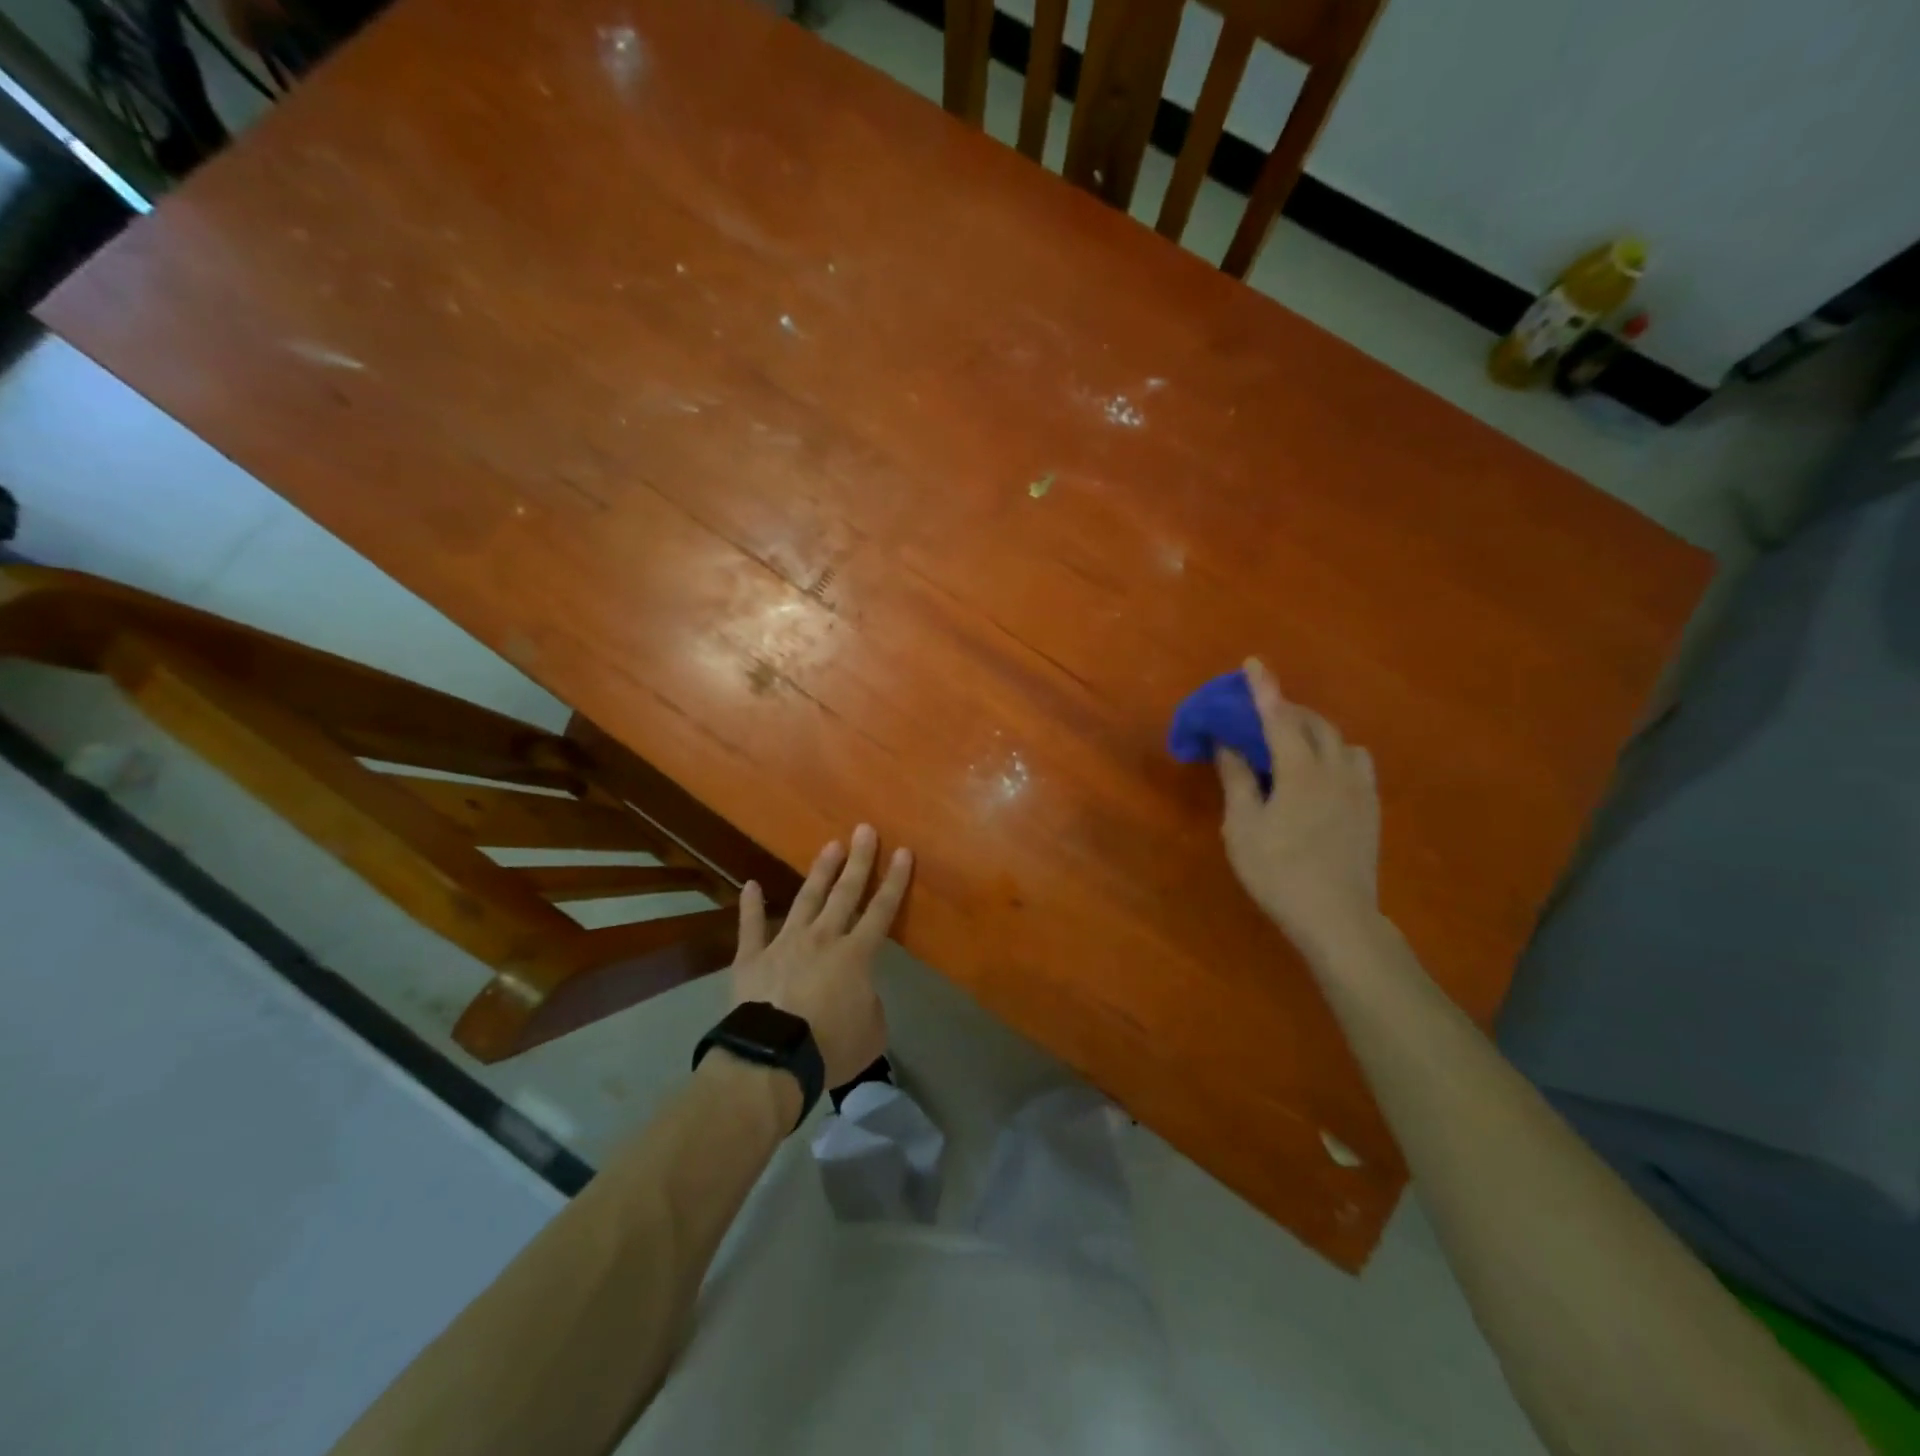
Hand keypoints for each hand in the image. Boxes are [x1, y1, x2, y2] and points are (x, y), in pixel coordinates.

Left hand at [729, 824, 912, 1085]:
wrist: (772, 1058)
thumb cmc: (830, 1047)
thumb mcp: (872, 1033)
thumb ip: (871, 1005)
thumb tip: (861, 993)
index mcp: (855, 955)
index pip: (881, 911)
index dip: (895, 881)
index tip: (903, 851)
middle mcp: (823, 939)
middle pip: (845, 893)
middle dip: (858, 860)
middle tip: (864, 829)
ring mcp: (784, 943)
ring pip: (806, 899)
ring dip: (820, 872)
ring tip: (830, 846)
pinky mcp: (751, 958)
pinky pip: (751, 927)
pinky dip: (749, 906)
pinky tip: (750, 884)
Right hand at [1216, 658, 1381, 961]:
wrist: (1337, 917)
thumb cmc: (1278, 872)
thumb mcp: (1243, 827)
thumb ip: (1238, 779)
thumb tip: (1228, 744)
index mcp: (1300, 770)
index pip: (1278, 717)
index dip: (1263, 688)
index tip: (1252, 662)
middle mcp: (1335, 769)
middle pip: (1312, 723)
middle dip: (1286, 708)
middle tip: (1259, 712)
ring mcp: (1359, 788)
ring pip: (1339, 740)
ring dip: (1313, 729)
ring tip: (1291, 741)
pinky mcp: (1371, 807)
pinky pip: (1355, 762)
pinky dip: (1334, 751)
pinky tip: (1321, 771)